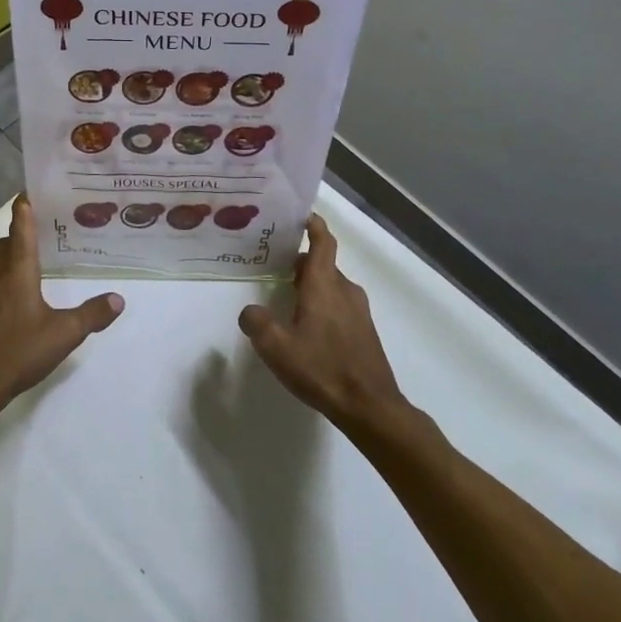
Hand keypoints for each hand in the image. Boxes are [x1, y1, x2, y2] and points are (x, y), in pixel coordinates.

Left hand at [0, 196, 123, 421]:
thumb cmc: (16, 352)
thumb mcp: (63, 334)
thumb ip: (91, 315)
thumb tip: (118, 298)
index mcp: (17, 272)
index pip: (21, 229)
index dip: (25, 208)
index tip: (30, 189)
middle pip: (6, 245)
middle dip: (20, 232)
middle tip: (44, 228)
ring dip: (12, 256)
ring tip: (36, 260)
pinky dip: (6, 280)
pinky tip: (22, 299)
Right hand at [239, 214, 404, 428]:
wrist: (370, 406)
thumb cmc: (322, 369)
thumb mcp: (277, 347)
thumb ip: (257, 323)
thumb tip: (250, 312)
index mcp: (324, 285)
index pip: (323, 242)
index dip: (313, 225)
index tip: (300, 215)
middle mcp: (344, 290)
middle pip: (323, 264)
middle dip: (301, 262)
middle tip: (275, 265)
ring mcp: (359, 311)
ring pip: (332, 286)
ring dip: (312, 285)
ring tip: (287, 297)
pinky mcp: (364, 331)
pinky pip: (340, 305)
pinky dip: (323, 304)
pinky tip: (308, 327)